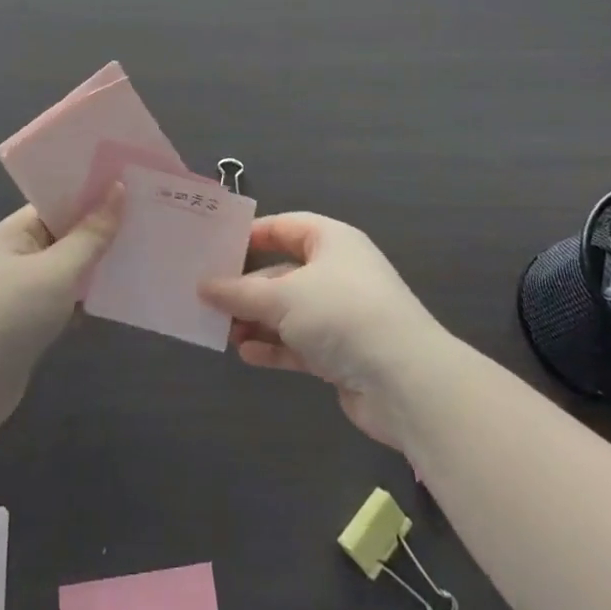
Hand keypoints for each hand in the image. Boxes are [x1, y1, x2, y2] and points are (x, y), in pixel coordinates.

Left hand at [0, 186, 122, 444]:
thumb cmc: (7, 315)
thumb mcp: (56, 271)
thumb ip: (90, 235)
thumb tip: (117, 189)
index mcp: (19, 231)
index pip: (60, 199)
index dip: (94, 190)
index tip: (135, 181)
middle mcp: (21, 255)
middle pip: (68, 233)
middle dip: (104, 227)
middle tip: (151, 214)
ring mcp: (25, 291)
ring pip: (70, 268)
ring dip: (99, 264)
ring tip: (146, 250)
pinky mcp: (31, 325)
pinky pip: (67, 300)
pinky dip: (89, 298)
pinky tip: (121, 296)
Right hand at [200, 213, 451, 448]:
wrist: (406, 382)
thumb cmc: (342, 314)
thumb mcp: (284, 297)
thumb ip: (240, 292)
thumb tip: (204, 286)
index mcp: (330, 240)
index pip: (283, 227)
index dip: (250, 236)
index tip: (214, 248)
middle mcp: (336, 272)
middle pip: (282, 272)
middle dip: (247, 287)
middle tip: (209, 297)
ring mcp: (340, 314)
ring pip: (288, 311)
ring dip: (257, 320)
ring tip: (222, 330)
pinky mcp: (342, 353)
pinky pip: (299, 343)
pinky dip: (274, 347)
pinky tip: (247, 354)